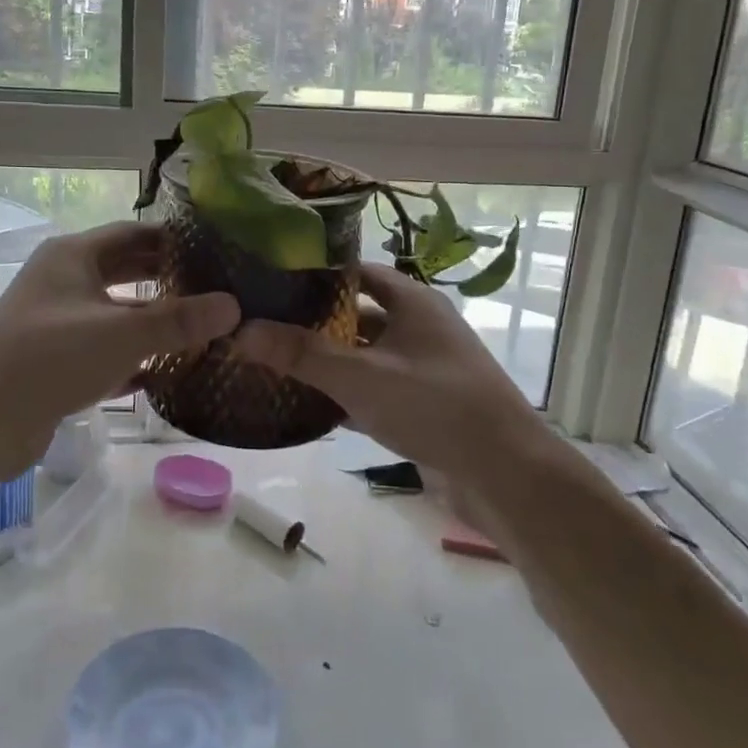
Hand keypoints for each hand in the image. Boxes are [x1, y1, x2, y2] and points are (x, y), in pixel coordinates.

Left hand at [0, 221, 239, 474]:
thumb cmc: (51, 357)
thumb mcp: (124, 333)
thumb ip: (180, 321)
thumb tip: (234, 306)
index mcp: (73, 256)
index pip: (132, 233)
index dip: (172, 238)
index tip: (213, 249)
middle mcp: (61, 282)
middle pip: (123, 270)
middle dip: (165, 278)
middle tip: (213, 287)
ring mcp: (54, 323)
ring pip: (113, 313)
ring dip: (151, 320)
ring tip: (197, 327)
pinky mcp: (52, 362)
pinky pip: (102, 350)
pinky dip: (131, 357)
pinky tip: (165, 371)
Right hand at [228, 263, 543, 479]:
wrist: (507, 474)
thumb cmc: (435, 405)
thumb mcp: (362, 376)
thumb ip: (302, 354)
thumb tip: (241, 330)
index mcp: (413, 302)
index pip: (358, 272)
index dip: (318, 275)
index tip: (274, 282)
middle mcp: (420, 327)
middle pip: (359, 315)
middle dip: (316, 322)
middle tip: (265, 327)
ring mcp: (425, 368)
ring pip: (366, 355)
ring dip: (330, 361)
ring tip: (278, 364)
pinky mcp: (425, 405)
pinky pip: (377, 390)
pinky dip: (348, 395)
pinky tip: (311, 407)